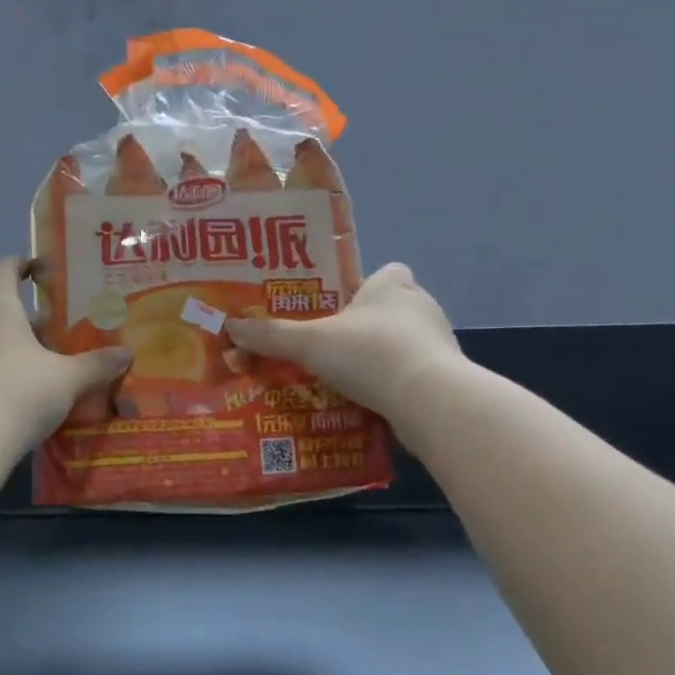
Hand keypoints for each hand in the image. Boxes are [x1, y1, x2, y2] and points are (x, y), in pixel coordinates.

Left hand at [0, 259, 130, 455]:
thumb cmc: (18, 393)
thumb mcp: (67, 379)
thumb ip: (96, 364)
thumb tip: (125, 353)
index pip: (5, 268)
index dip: (25, 264)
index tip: (46, 271)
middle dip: (30, 315)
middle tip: (62, 326)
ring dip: (16, 346)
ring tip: (49, 363)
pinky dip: (2, 372)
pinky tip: (24, 395)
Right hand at [227, 263, 460, 426]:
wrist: (430, 401)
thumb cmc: (370, 353)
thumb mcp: (309, 343)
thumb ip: (271, 336)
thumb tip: (230, 327)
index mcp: (392, 285)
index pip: (384, 272)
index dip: (363, 286)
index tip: (339, 307)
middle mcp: (420, 307)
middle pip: (388, 310)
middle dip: (362, 326)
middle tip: (328, 345)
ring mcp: (437, 344)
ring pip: (399, 344)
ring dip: (376, 358)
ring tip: (341, 378)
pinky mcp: (444, 379)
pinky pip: (408, 376)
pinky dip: (389, 386)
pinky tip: (365, 402)